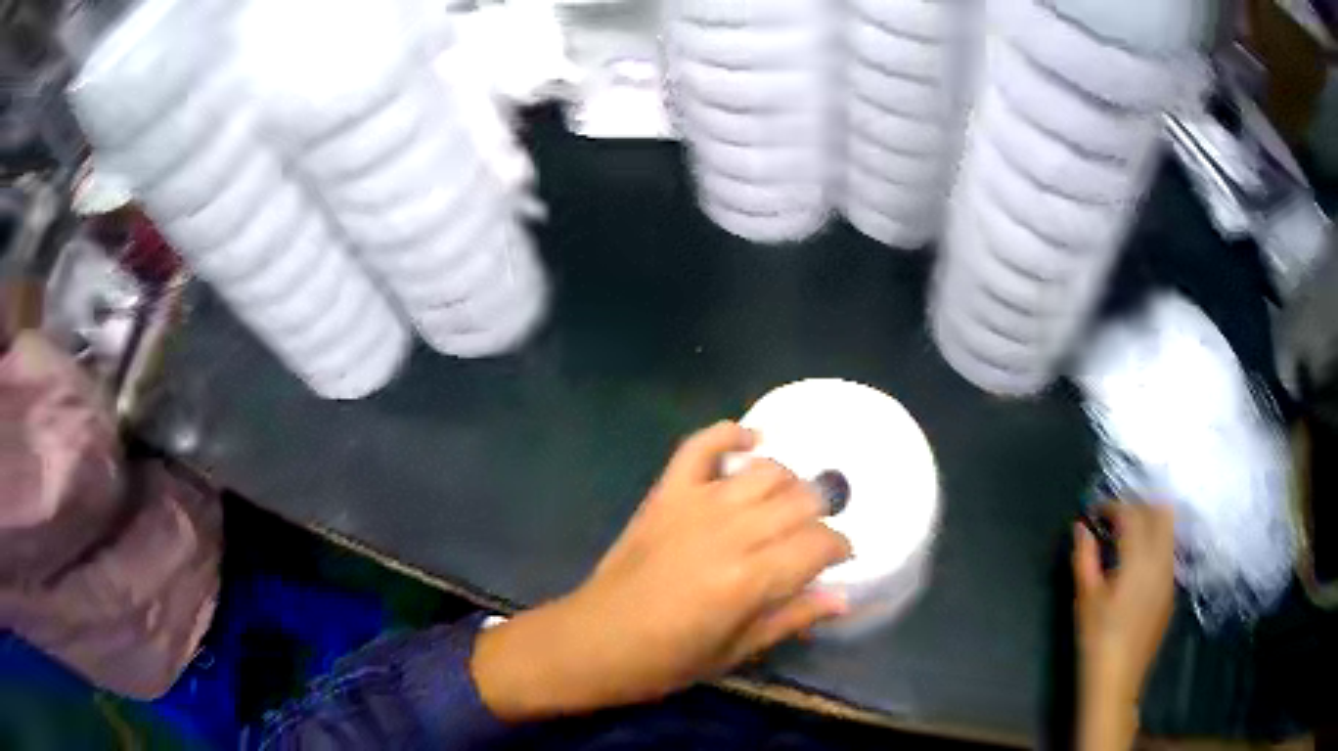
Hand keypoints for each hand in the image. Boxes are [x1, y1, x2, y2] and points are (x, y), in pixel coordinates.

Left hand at [472, 421, 850, 721]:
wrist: (595, 640)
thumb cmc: (667, 660)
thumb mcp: (735, 652)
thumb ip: (792, 618)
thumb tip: (843, 597)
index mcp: (749, 580)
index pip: (819, 544)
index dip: (839, 548)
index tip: (840, 557)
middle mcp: (729, 533)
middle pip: (800, 500)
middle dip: (820, 514)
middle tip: (813, 535)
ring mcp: (694, 505)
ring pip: (765, 471)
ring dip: (788, 482)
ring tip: (788, 504)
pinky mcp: (666, 493)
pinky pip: (702, 446)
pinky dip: (730, 434)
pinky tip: (752, 441)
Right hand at [1074, 503, 1175, 750]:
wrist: (1116, 681)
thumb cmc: (1096, 639)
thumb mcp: (1085, 598)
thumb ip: (1084, 557)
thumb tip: (1081, 528)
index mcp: (1139, 560)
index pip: (1132, 514)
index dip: (1113, 506)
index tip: (1095, 513)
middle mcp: (1161, 560)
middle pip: (1160, 513)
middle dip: (1138, 507)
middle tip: (1115, 520)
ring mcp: (1170, 576)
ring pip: (1169, 531)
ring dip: (1150, 524)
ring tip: (1126, 539)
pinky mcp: (1170, 591)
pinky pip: (1168, 553)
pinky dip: (1155, 545)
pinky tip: (1136, 567)